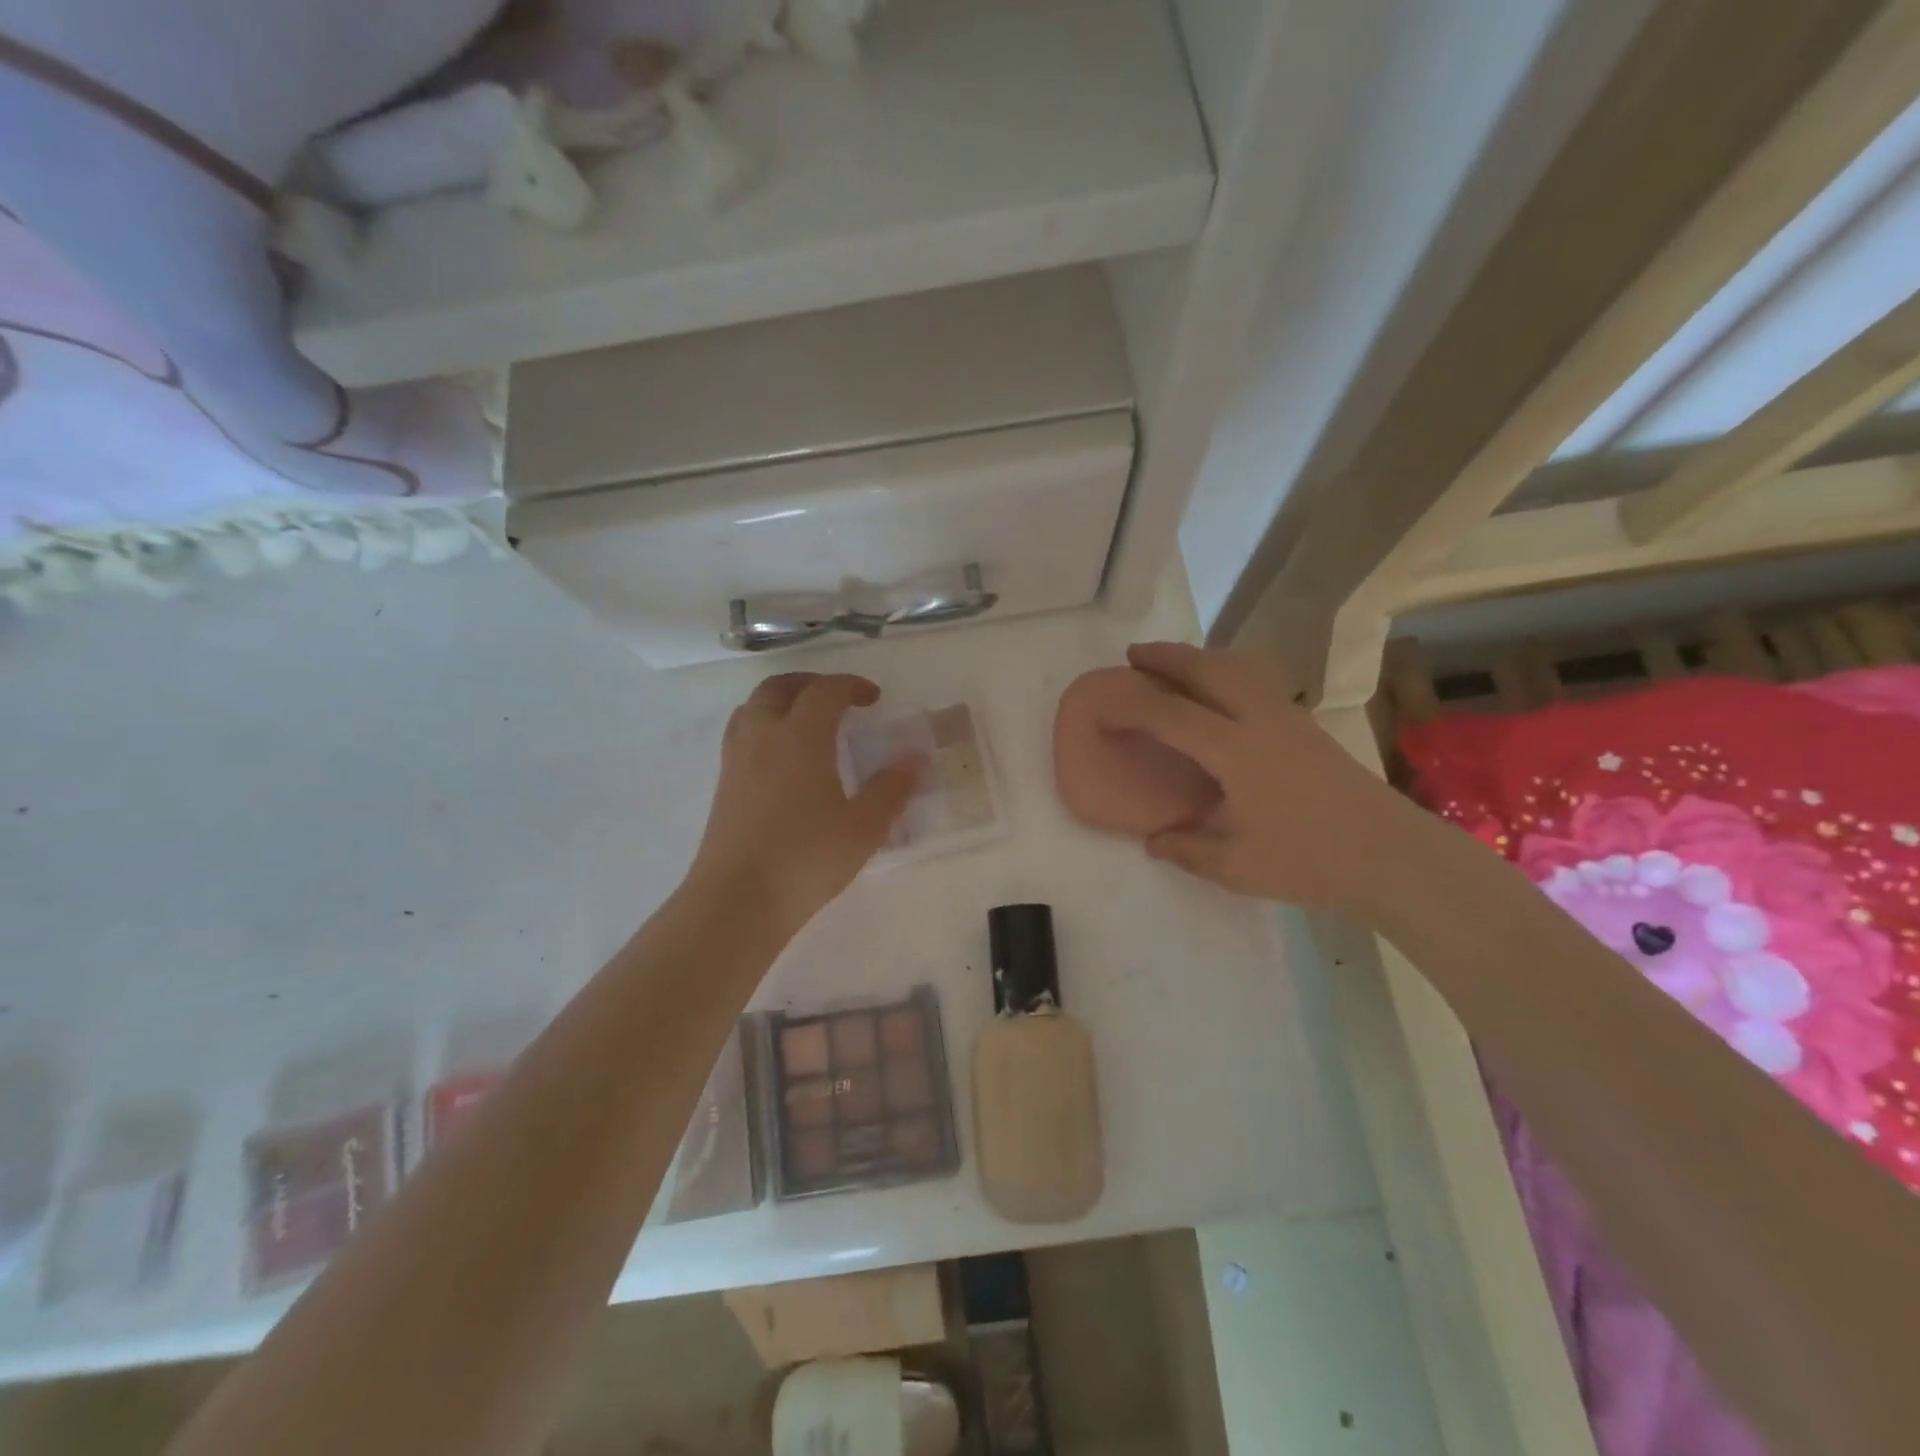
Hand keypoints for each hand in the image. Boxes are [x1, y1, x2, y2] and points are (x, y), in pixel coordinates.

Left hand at [687, 673, 919, 935]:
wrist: (737, 900)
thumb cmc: (806, 858)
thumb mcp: (864, 827)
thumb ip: (891, 789)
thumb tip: (914, 759)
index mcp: (800, 736)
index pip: (825, 691)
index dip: (851, 686)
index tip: (874, 698)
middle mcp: (763, 736)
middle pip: (780, 687)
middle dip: (811, 683)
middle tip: (837, 698)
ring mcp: (737, 759)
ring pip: (753, 707)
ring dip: (782, 700)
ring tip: (806, 720)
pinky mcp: (724, 784)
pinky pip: (743, 733)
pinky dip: (765, 725)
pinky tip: (782, 758)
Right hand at [1111, 643, 1419, 907]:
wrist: (1390, 854)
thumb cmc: (1310, 861)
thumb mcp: (1237, 867)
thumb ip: (1188, 849)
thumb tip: (1154, 841)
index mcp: (1235, 752)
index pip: (1170, 714)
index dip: (1131, 704)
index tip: (1103, 701)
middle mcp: (1259, 721)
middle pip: (1207, 670)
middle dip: (1167, 656)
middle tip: (1134, 654)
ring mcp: (1288, 717)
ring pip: (1239, 667)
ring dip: (1201, 657)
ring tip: (1176, 662)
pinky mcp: (1306, 725)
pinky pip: (1256, 680)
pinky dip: (1228, 670)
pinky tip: (1223, 690)